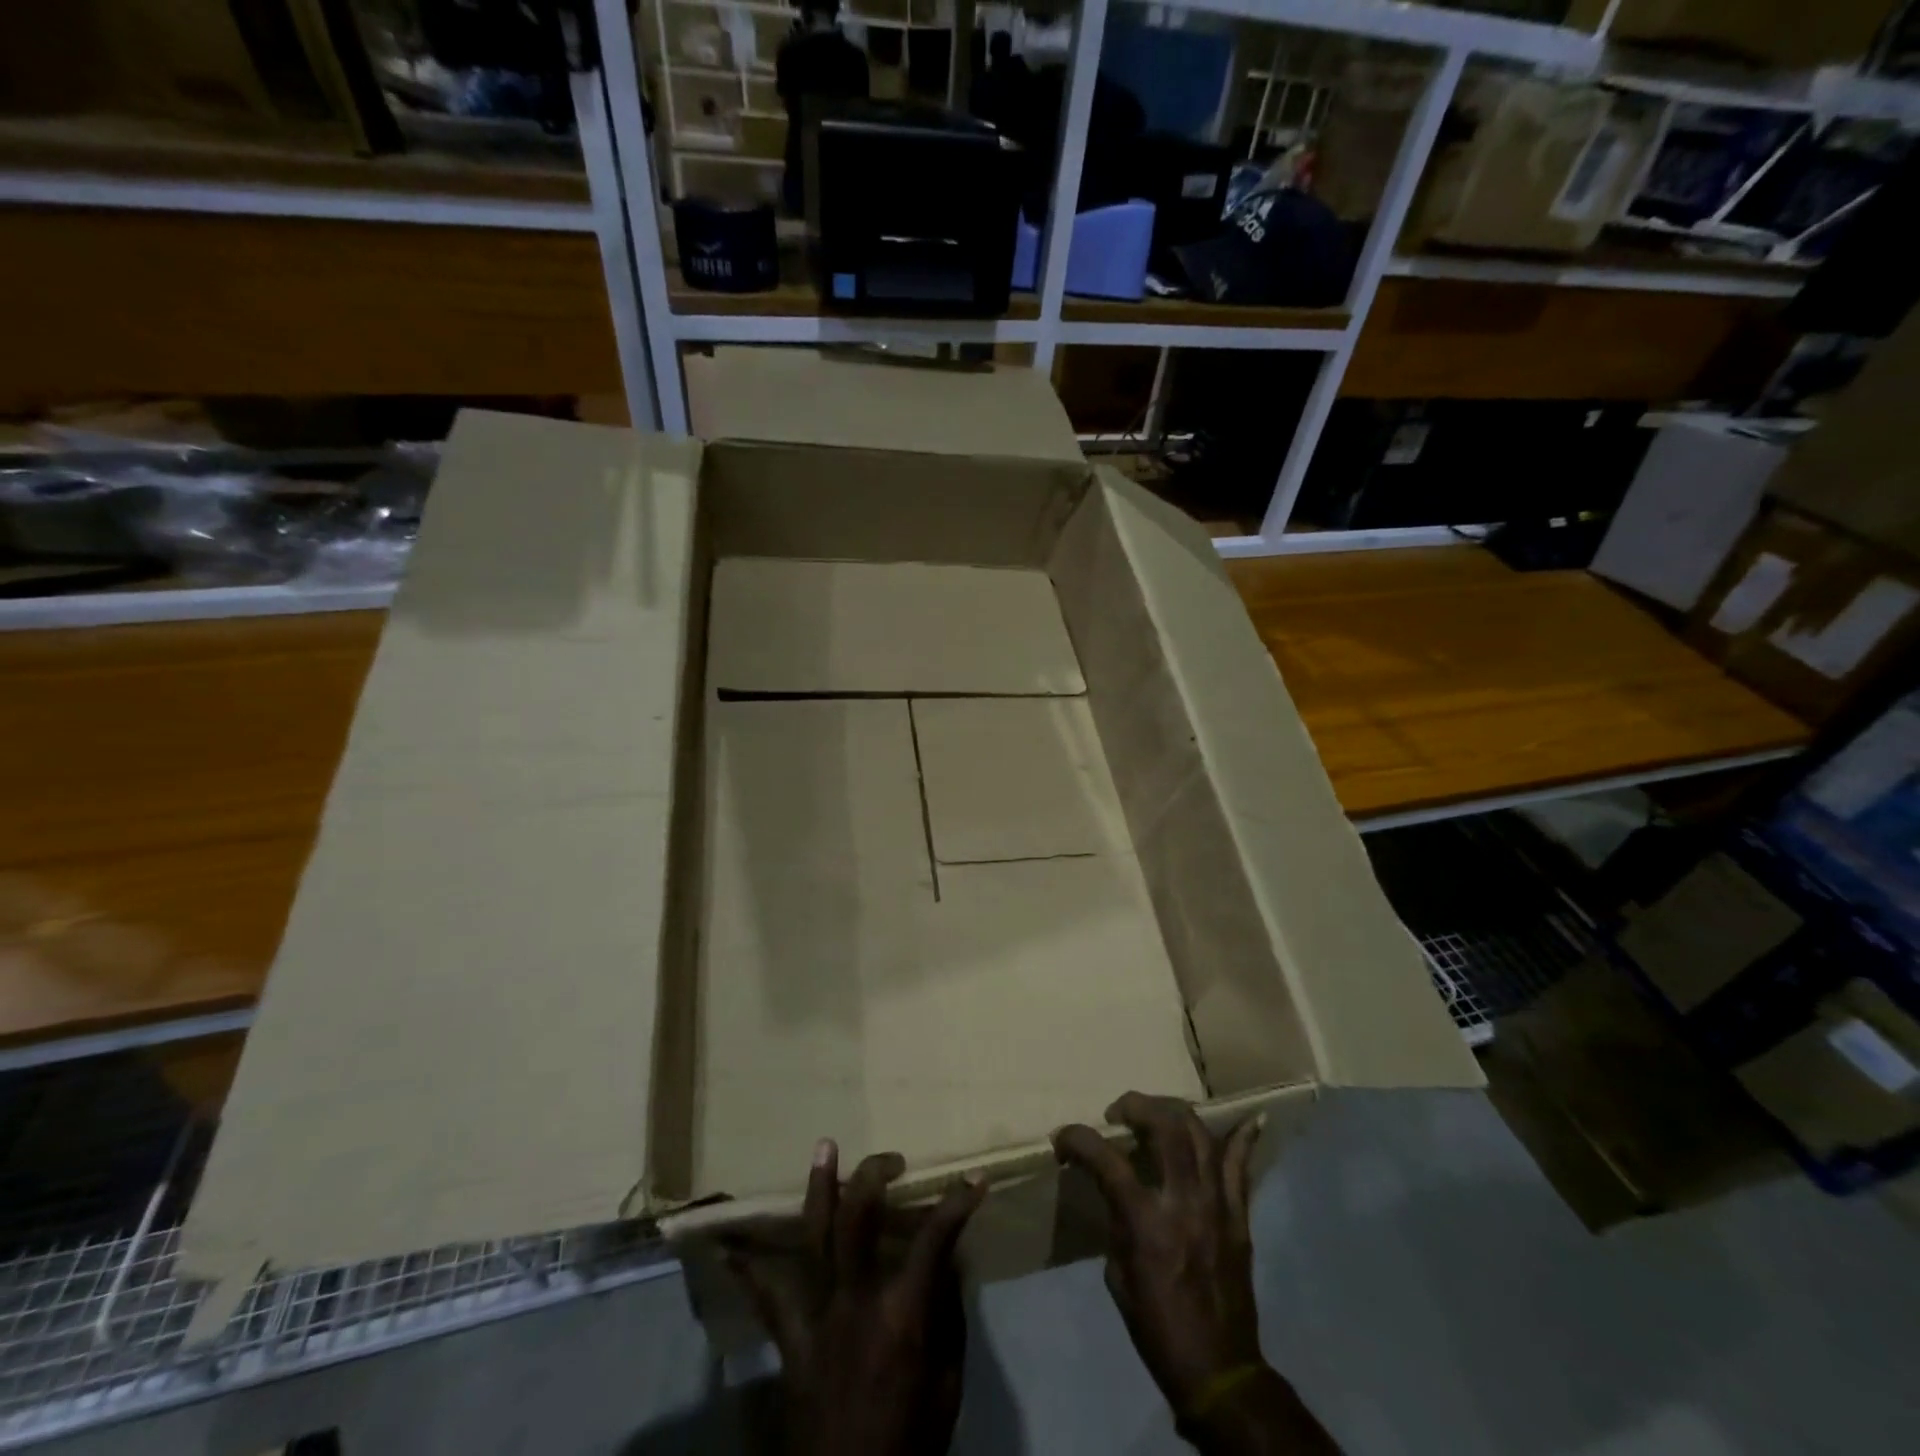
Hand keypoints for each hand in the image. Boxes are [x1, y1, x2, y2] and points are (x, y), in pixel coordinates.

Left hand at [724, 1141, 987, 1455]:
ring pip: (815, 1239)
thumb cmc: (909, 1443)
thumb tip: (947, 1265)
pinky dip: (751, 1270)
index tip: (974, 1180)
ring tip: (824, 1146)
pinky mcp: (792, 1342)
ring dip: (820, 1188)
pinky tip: (729, 1245)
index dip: (957, 1205)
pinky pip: (768, 1300)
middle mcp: (856, 1303)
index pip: (934, 1241)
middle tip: (891, 1158)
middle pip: (858, 1221)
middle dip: (872, 1178)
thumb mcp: (947, 1386)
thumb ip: (947, 1319)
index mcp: (902, 1316)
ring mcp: (819, 1318)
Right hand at [1052, 1093, 1266, 1414]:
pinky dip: (1243, 1140)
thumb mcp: (1118, 1273)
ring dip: (1173, 1112)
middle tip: (1119, 1113)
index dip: (1078, 1139)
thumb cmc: (1157, 1326)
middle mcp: (1183, 1202)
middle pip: (1165, 1127)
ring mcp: (1217, 1206)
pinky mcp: (1239, 1217)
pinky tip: (1250, 1118)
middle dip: (1136, 1105)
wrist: (1219, 1370)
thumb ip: (1117, 1219)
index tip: (1062, 1138)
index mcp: (1145, 1223)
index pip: (1106, 1160)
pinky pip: (1242, 1168)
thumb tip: (1115, 1187)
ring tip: (1156, 1113)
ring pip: (1201, 1135)